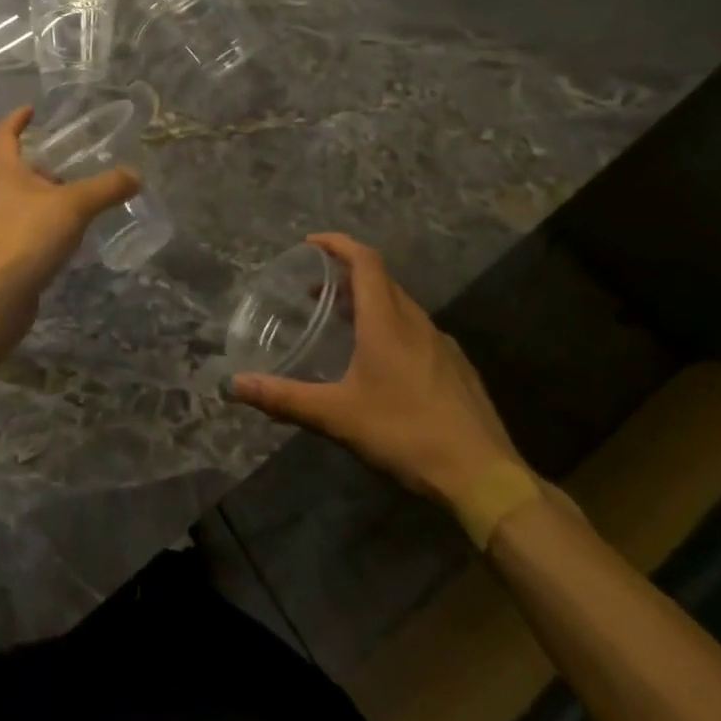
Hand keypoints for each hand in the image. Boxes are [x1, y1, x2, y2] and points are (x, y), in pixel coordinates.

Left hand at [0, 106, 139, 329]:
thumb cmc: (27, 237)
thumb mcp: (73, 206)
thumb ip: (106, 188)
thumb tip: (136, 175)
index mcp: (6, 173)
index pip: (5, 136)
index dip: (16, 120)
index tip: (31, 110)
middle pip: (16, 170)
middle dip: (41, 164)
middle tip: (70, 161)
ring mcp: (0, 225)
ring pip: (24, 201)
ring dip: (47, 196)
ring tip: (79, 197)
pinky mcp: (8, 252)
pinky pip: (30, 228)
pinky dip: (48, 224)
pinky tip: (70, 234)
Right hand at [228, 233, 526, 508]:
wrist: (484, 477)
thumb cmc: (406, 434)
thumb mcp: (337, 417)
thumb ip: (285, 398)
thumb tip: (236, 386)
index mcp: (387, 321)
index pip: (365, 260)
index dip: (338, 244)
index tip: (311, 244)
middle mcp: (416, 322)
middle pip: (381, 280)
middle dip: (347, 275)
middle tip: (316, 289)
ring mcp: (442, 345)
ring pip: (401, 306)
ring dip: (370, 302)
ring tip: (344, 324)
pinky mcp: (457, 369)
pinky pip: (417, 331)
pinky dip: (392, 328)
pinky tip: (383, 365)